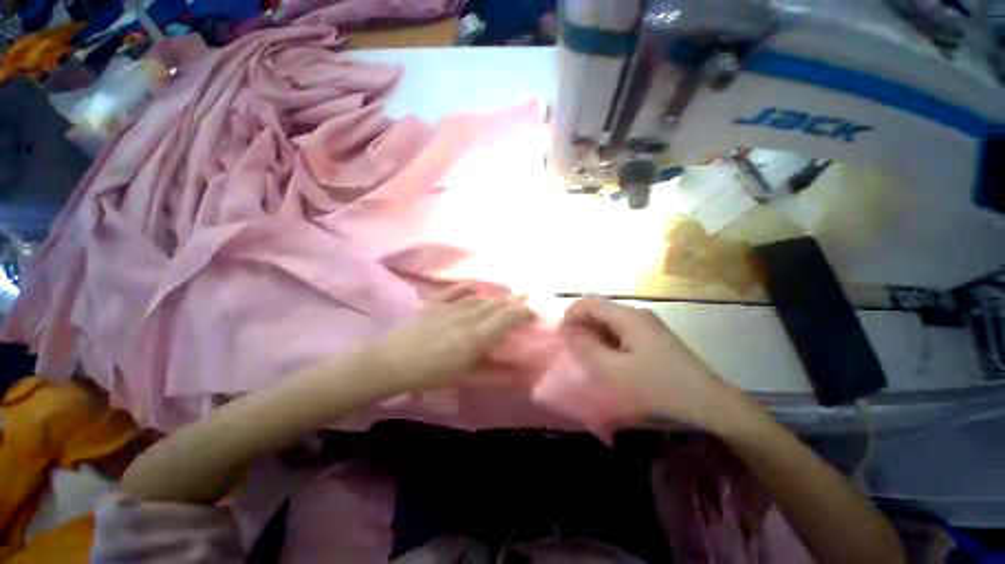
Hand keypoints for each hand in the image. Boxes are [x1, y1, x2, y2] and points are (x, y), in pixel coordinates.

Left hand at [364, 285, 535, 392]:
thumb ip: (495, 375)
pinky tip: (479, 287)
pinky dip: (471, 288)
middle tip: (527, 302)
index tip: (534, 314)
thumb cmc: (429, 375)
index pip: (508, 317)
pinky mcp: (436, 303)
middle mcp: (467, 316)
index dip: (524, 312)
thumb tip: (521, 374)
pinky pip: (458, 290)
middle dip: (515, 302)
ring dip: (497, 297)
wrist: (389, 363)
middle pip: (497, 304)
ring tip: (509, 296)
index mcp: (476, 336)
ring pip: (481, 297)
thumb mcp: (465, 379)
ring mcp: (450, 306)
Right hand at [562, 296, 742, 431]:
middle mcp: (638, 314)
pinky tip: (609, 357)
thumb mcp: (615, 372)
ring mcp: (648, 325)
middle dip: (582, 324)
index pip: (590, 302)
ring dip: (595, 332)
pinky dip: (608, 339)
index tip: (562, 335)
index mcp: (629, 317)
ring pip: (611, 320)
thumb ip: (588, 350)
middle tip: (572, 347)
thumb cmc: (659, 388)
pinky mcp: (654, 336)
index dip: (571, 314)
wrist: (710, 404)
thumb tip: (570, 334)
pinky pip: (622, 330)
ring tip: (587, 353)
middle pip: (600, 309)